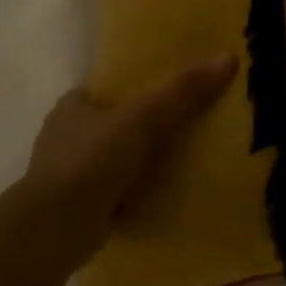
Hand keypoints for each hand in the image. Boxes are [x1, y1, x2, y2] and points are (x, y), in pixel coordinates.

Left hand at [23, 56, 237, 232]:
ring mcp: (67, 178)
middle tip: (180, 129)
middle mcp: (63, 141)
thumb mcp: (145, 117)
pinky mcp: (76, 210)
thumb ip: (184, 91)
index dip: (127, 92)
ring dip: (135, 165)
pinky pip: (113, 195)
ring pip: (110, 162)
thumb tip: (229, 57)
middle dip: (137, 130)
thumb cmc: (93, 160)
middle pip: (108, 127)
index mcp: (71, 110)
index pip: (99, 93)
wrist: (56, 227)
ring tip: (179, 164)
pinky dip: (133, 195)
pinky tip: (161, 196)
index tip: (160, 95)